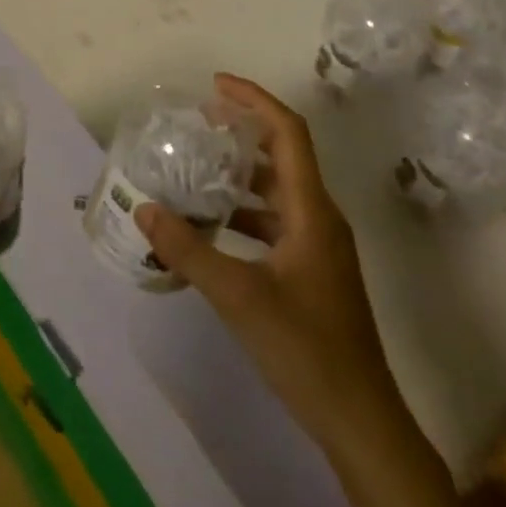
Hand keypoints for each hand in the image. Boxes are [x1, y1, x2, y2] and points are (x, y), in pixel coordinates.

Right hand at [135, 74, 397, 461]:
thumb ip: (189, 250)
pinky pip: (276, 221)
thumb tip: (145, 210)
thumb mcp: (239, 297)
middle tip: (199, 123)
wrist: (360, 421)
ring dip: (241, 173)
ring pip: (278, 190)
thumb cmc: (306, 349)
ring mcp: (319, 246)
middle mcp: (319, 217)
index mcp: (311, 210)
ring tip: (197, 168)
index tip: (215, 85)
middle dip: (243, 131)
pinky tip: (212, 225)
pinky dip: (245, 211)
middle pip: (284, 154)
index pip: (288, 132)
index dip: (254, 100)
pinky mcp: (312, 270)